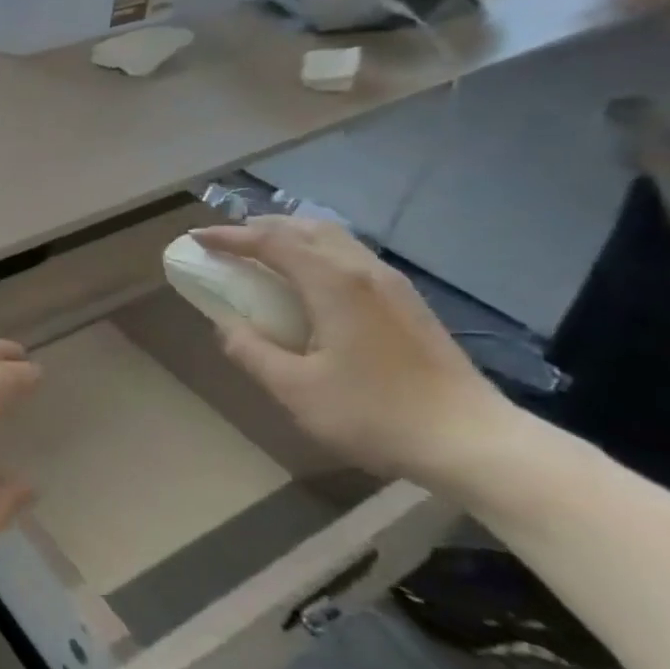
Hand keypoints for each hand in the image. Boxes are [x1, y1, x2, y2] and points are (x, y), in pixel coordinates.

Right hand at [193, 219, 513, 487]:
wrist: (472, 441)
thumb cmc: (376, 414)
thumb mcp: (296, 390)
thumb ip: (252, 352)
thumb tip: (225, 325)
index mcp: (334, 283)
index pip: (272, 242)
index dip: (230, 236)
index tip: (197, 239)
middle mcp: (363, 271)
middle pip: (305, 228)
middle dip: (260, 228)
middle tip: (227, 243)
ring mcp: (392, 284)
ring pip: (333, 238)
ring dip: (291, 236)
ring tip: (263, 253)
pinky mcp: (407, 302)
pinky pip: (351, 256)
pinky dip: (316, 252)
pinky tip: (309, 280)